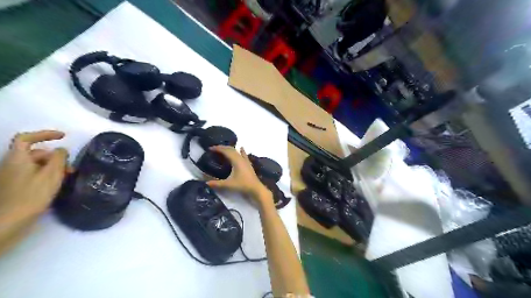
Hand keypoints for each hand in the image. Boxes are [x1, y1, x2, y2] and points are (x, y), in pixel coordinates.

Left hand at [0, 129, 66, 224]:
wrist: (8, 221)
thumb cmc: (31, 194)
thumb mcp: (52, 174)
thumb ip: (59, 158)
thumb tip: (61, 150)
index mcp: (18, 158)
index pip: (26, 138)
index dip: (44, 134)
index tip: (63, 137)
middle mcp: (12, 164)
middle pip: (35, 153)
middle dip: (54, 156)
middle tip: (70, 166)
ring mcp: (12, 177)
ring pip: (35, 164)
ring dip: (53, 167)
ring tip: (67, 177)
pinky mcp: (15, 187)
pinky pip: (33, 174)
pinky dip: (46, 175)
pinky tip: (56, 184)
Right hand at [206, 145, 270, 205]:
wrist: (255, 189)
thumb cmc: (242, 185)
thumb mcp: (228, 184)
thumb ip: (217, 183)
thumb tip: (206, 183)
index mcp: (236, 160)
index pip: (226, 151)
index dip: (218, 148)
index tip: (210, 148)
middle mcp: (241, 158)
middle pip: (231, 149)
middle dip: (223, 147)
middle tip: (214, 148)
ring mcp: (246, 161)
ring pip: (237, 151)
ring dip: (230, 149)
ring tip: (224, 149)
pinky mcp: (248, 164)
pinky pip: (244, 155)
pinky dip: (241, 151)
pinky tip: (241, 148)